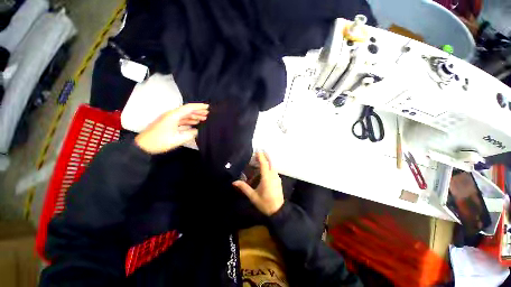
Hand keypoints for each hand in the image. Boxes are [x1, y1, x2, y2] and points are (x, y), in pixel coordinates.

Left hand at [135, 103, 208, 153]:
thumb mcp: (178, 139)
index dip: (199, 107)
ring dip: (194, 116)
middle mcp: (172, 114)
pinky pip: (181, 119)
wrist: (143, 146)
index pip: (189, 108)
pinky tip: (195, 123)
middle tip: (209, 114)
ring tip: (204, 118)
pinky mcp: (168, 123)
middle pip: (187, 110)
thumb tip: (197, 130)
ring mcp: (170, 118)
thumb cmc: (160, 141)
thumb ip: (190, 134)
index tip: (209, 107)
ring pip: (185, 115)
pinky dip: (189, 120)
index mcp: (174, 115)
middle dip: (198, 111)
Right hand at [233, 152, 283, 215]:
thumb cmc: (265, 203)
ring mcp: (277, 177)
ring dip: (267, 161)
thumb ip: (244, 188)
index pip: (264, 164)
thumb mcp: (253, 196)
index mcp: (267, 178)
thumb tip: (234, 182)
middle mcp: (273, 175)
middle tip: (259, 152)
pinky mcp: (278, 180)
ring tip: (260, 159)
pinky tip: (265, 168)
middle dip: (265, 156)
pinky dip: (269, 166)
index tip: (258, 150)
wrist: (278, 210)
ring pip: (272, 166)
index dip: (261, 156)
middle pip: (270, 162)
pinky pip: (274, 170)